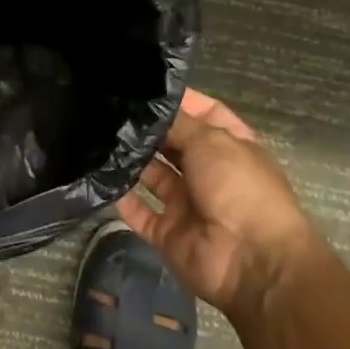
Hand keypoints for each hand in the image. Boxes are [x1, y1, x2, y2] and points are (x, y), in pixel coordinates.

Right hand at [117, 88, 319, 313]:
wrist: (251, 262)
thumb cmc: (240, 188)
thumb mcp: (211, 141)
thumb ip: (176, 122)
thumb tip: (147, 108)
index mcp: (230, 146)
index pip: (204, 113)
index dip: (179, 99)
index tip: (143, 85)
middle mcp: (208, 172)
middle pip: (173, 143)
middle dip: (148, 129)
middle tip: (109, 107)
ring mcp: (187, 203)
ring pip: (152, 175)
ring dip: (131, 159)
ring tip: (97, 135)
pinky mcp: (168, 232)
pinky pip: (139, 212)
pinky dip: (120, 197)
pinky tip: (97, 176)